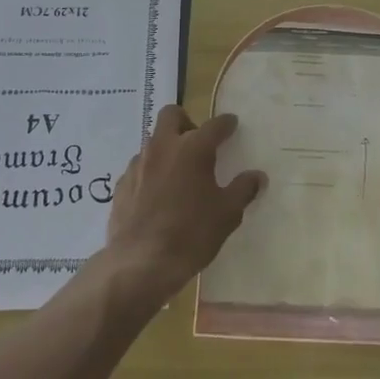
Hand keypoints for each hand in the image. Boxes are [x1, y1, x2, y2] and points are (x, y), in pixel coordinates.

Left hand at [101, 106, 265, 307]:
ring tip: (178, 173)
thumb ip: (243, 190)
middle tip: (197, 142)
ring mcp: (138, 163)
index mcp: (193, 148)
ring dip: (167, 148)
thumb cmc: (191, 234)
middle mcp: (163, 146)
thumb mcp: (227, 214)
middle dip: (186, 121)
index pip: (214, 125)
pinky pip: (139, 166)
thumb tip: (258, 176)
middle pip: (172, 115)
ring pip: (153, 141)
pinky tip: (157, 195)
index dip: (226, 123)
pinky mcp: (122, 183)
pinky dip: (151, 172)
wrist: (140, 263)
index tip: (232, 124)